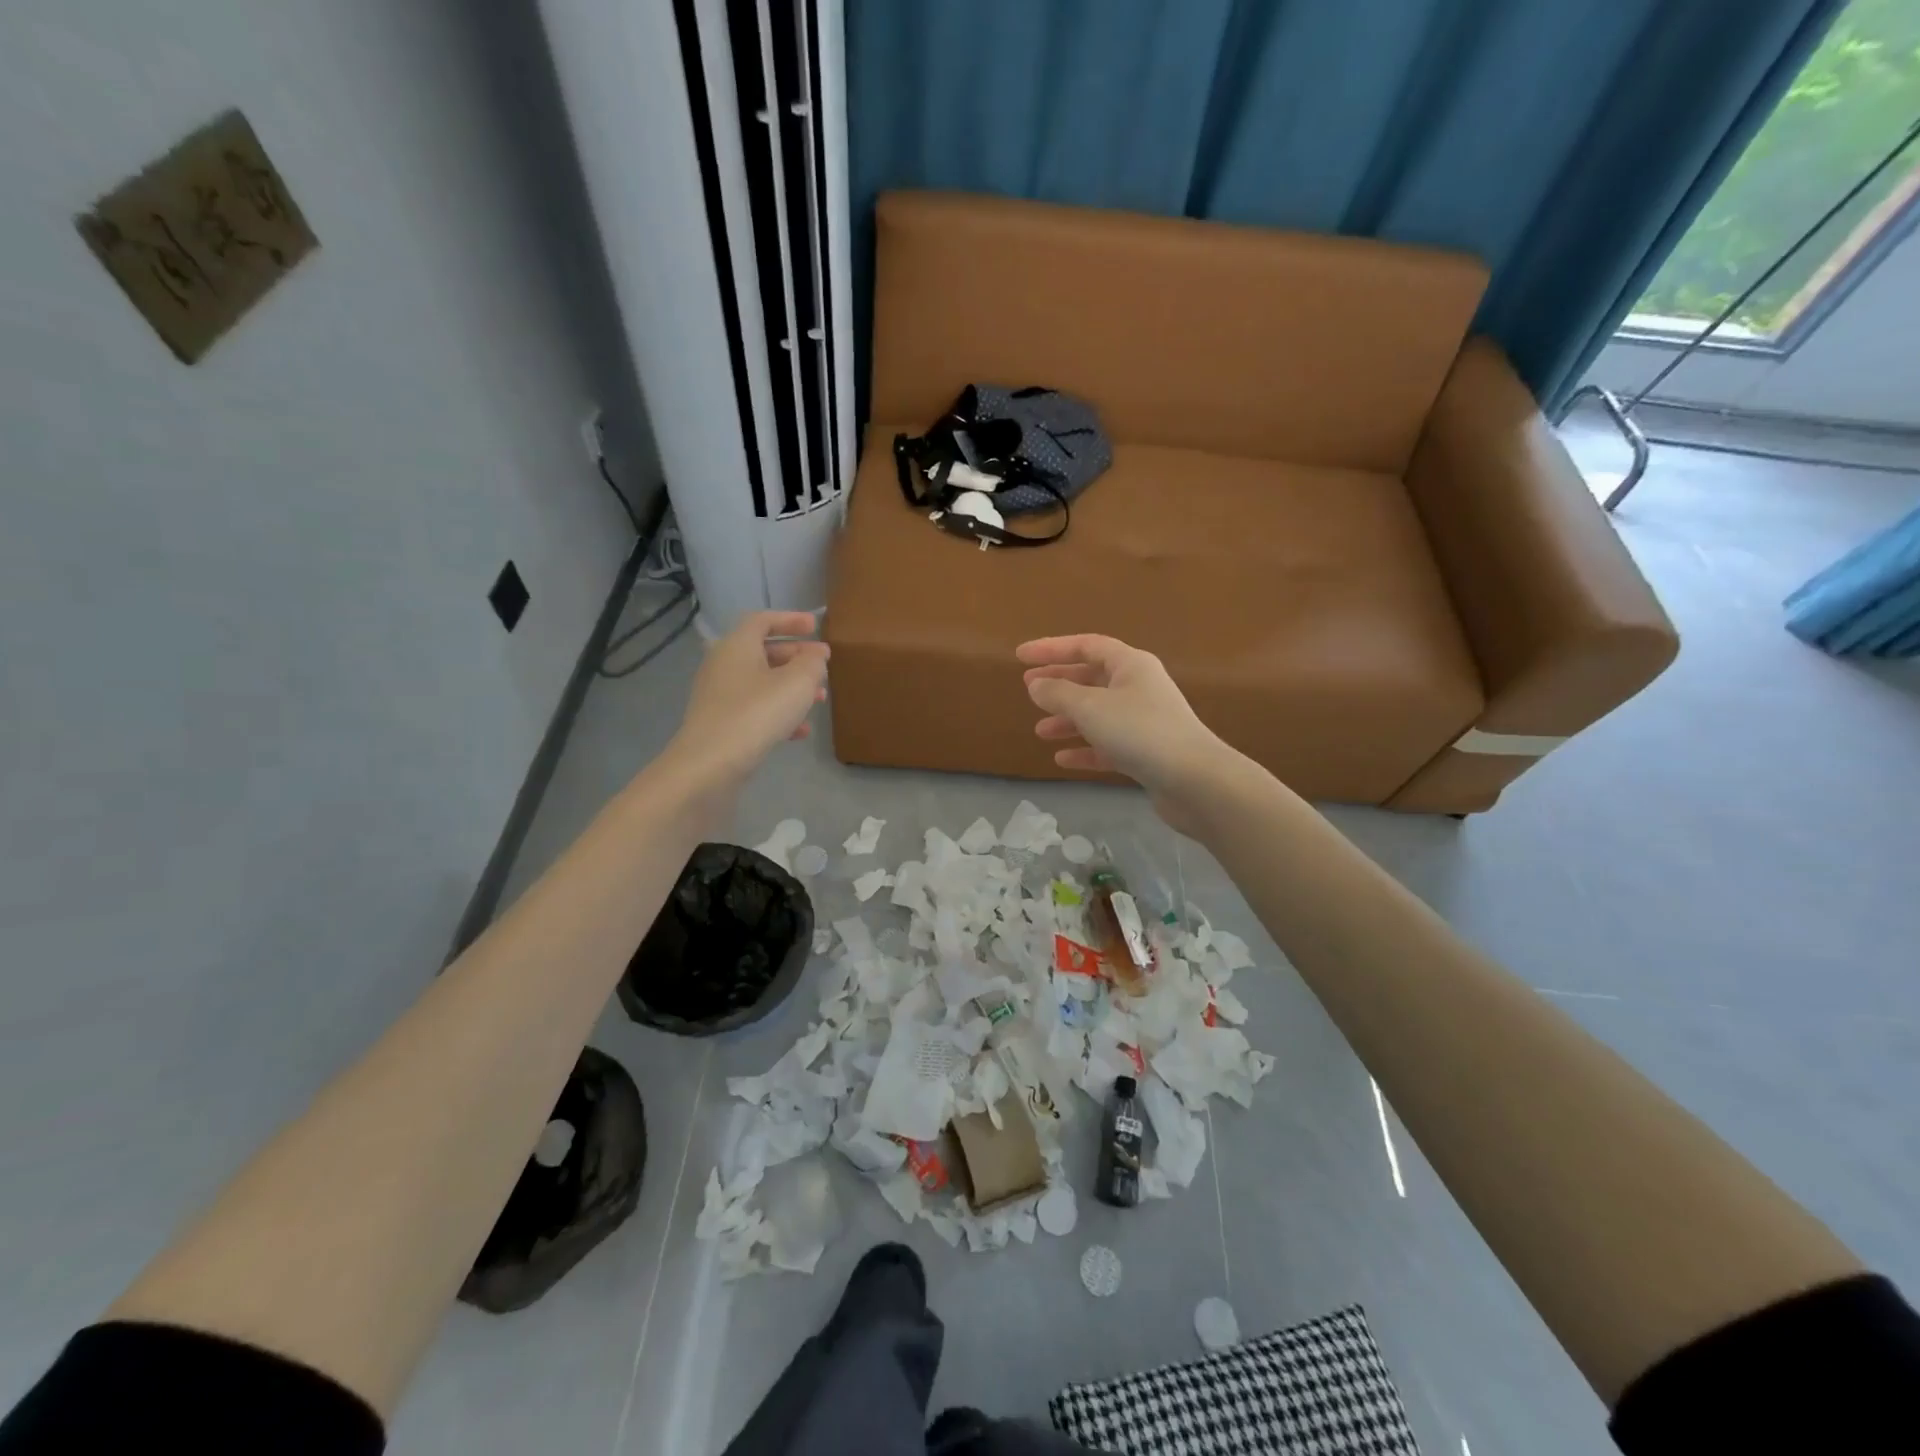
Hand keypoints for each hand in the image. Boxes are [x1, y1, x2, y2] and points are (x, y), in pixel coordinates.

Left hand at [667, 611, 827, 792]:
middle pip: (763, 652)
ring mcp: (719, 697)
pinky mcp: (721, 725)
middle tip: (823, 664)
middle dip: (796, 657)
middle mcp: (724, 665)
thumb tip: (815, 656)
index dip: (791, 620)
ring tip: (820, 698)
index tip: (816, 627)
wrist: (710, 764)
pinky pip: (755, 710)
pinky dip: (779, 713)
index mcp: (737, 645)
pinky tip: (801, 731)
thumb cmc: (757, 713)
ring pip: (762, 683)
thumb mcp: (797, 683)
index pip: (763, 620)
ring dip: (792, 687)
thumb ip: (812, 663)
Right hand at [1017, 634, 1233, 831]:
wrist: (1194, 780)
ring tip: (1040, 731)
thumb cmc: (1140, 732)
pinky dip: (1085, 748)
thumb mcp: (1090, 707)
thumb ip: (1058, 693)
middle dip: (1060, 684)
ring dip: (1068, 720)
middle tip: (1028, 690)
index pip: (1086, 645)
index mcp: (1131, 665)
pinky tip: (1062, 759)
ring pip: (1098, 713)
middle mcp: (1139, 687)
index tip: (1020, 656)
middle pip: (1092, 678)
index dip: (1052, 648)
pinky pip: (1108, 744)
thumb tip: (1036, 685)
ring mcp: (1145, 721)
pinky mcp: (1147, 753)